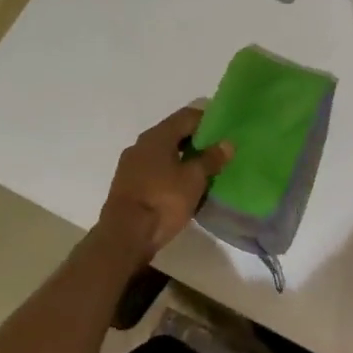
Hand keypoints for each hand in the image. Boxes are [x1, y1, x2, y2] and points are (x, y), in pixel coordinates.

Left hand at [96, 107, 232, 261]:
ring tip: (204, 170)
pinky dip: (171, 172)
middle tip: (219, 151)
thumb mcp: (194, 179)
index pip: (187, 116)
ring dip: (183, 158)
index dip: (208, 119)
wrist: (125, 236)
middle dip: (197, 140)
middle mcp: (141, 145)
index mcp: (157, 136)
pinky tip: (184, 186)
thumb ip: (211, 158)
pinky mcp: (128, 185)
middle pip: (174, 133)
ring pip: (163, 153)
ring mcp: (131, 165)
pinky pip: (155, 170)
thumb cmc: (163, 201)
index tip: (225, 130)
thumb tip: (227, 143)